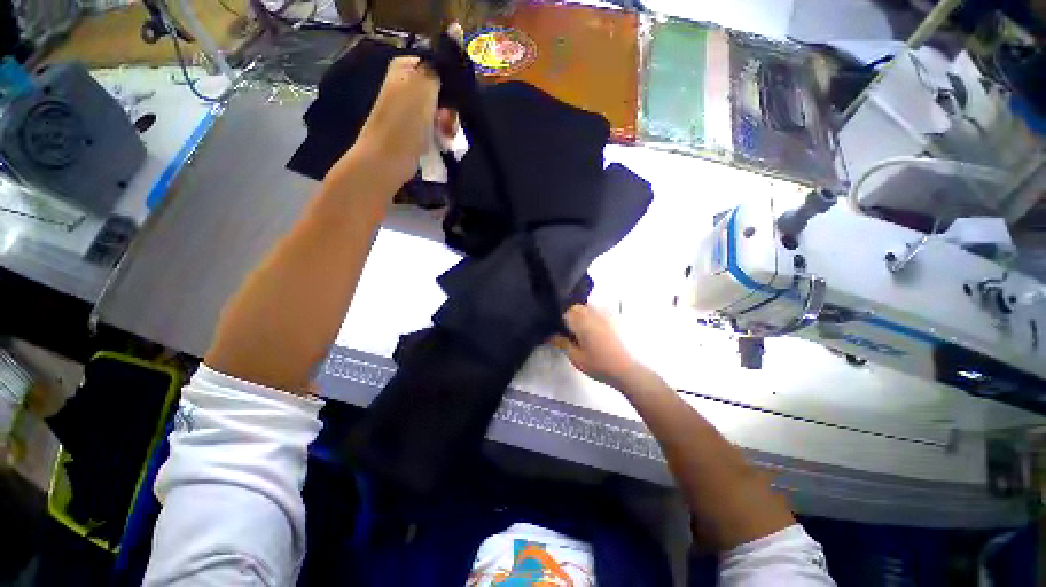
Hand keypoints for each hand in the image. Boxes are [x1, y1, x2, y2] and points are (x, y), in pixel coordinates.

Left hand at [356, 56, 441, 183]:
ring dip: (448, 123)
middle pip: (440, 91)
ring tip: (448, 134)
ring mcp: (410, 110)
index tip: (455, 96)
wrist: (389, 158)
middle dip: (450, 106)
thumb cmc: (405, 121)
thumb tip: (447, 70)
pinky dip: (442, 134)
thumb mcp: (424, 86)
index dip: (449, 81)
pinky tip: (444, 141)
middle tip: (449, 120)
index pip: (435, 66)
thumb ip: (437, 71)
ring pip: (440, 111)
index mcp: (404, 69)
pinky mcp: (414, 131)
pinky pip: (436, 128)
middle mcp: (405, 86)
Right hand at [554, 305, 639, 387]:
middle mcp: (593, 313)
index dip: (559, 321)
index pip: (565, 313)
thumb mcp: (576, 357)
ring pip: (588, 307)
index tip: (558, 332)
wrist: (626, 369)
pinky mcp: (614, 318)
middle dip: (570, 316)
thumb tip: (550, 335)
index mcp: (582, 321)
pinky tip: (594, 329)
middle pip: (576, 307)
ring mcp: (605, 314)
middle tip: (569, 333)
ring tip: (581, 331)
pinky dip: (593, 315)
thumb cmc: (598, 364)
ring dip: (581, 314)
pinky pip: (599, 310)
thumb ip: (562, 343)